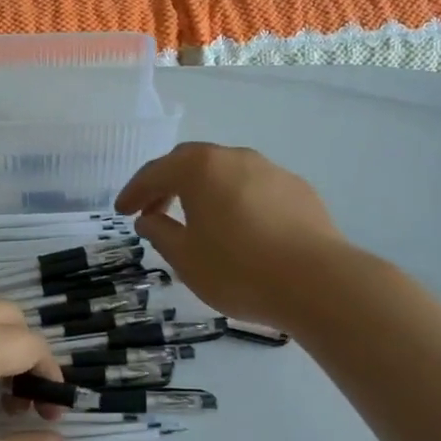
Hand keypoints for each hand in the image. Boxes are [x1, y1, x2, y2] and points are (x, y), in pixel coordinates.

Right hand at [116, 142, 366, 322]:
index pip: (155, 172)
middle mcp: (235, 158)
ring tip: (197, 221)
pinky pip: (255, 188)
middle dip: (167, 185)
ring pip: (226, 174)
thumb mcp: (185, 258)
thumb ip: (160, 233)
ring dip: (204, 192)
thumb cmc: (238, 270)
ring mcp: (271, 170)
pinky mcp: (299, 190)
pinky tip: (240, 230)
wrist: (319, 283)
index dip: (134, 192)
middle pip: (191, 164)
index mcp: (200, 168)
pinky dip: (236, 201)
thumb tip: (148, 218)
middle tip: (153, 211)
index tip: (121, 211)